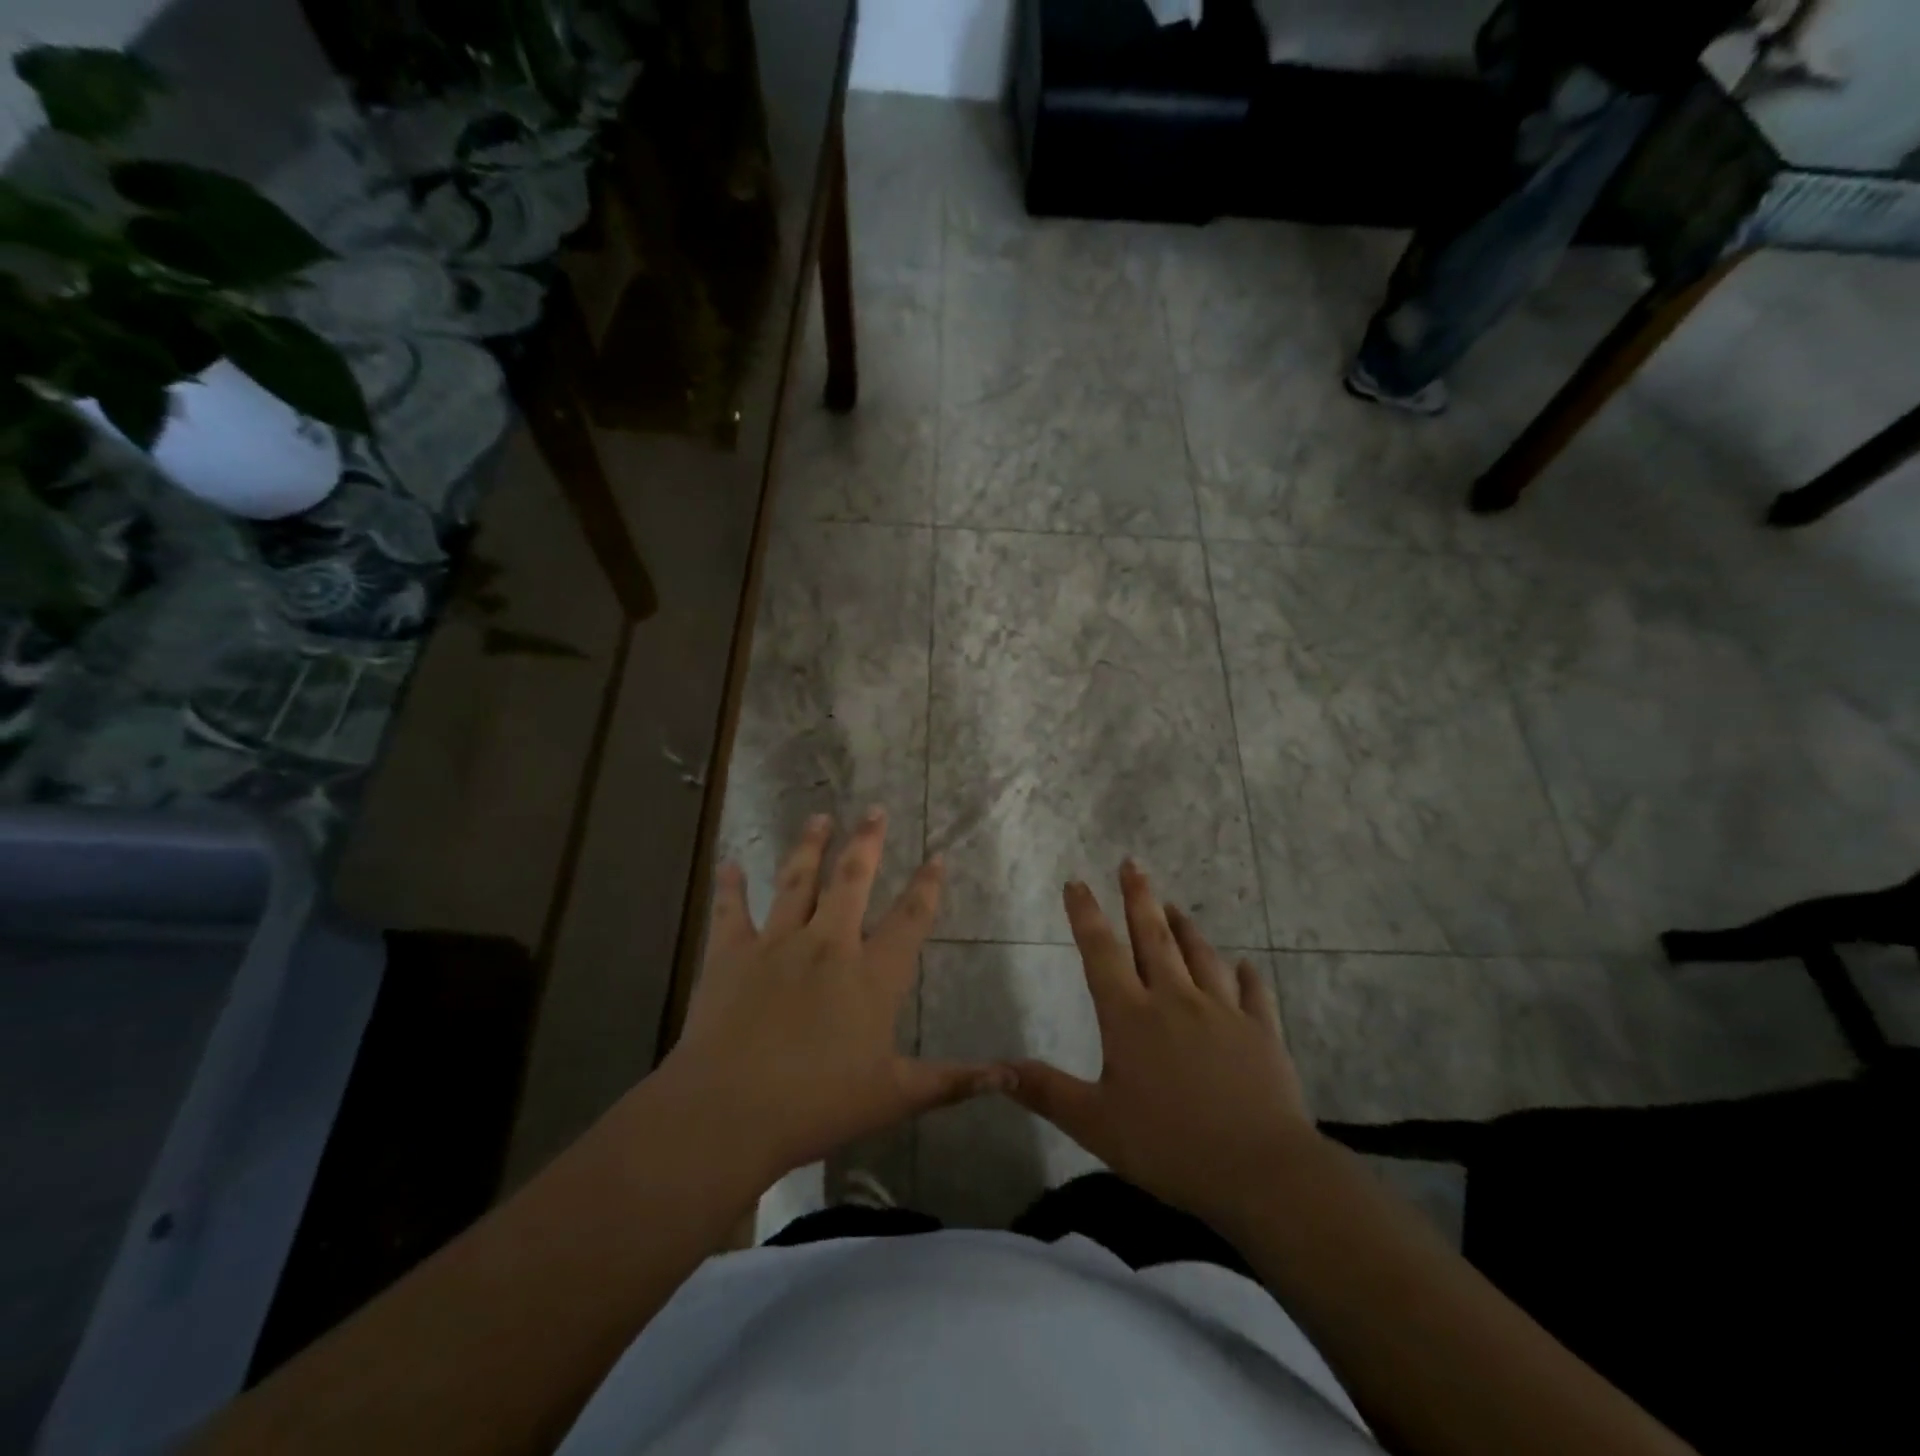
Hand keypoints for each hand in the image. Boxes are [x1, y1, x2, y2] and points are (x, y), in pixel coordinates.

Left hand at [658, 807, 1011, 1185]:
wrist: (730, 1111)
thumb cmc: (818, 1105)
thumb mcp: (894, 1096)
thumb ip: (952, 1080)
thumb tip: (1010, 1075)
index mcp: (871, 975)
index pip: (909, 920)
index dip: (926, 886)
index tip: (937, 856)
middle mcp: (828, 944)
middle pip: (852, 880)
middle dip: (867, 842)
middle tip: (874, 810)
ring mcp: (777, 943)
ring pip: (797, 881)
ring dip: (810, 846)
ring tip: (820, 817)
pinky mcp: (731, 954)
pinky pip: (731, 911)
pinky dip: (730, 886)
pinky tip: (730, 863)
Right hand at [1009, 861, 1317, 1228]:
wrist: (1260, 1171)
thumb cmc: (1170, 1146)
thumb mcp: (1096, 1124)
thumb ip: (1046, 1091)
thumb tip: (995, 1068)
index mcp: (1131, 1016)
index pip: (1102, 953)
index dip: (1086, 915)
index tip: (1077, 882)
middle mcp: (1175, 1000)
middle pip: (1153, 938)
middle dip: (1138, 898)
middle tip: (1132, 864)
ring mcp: (1223, 1013)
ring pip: (1201, 957)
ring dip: (1185, 928)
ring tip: (1175, 906)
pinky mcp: (1261, 1033)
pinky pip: (1253, 994)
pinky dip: (1247, 977)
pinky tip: (1246, 966)